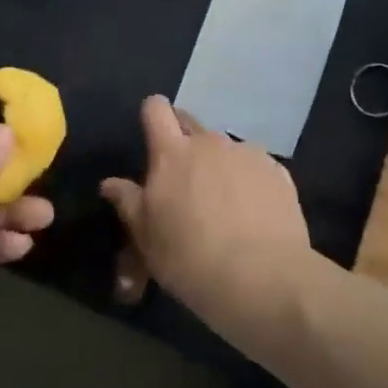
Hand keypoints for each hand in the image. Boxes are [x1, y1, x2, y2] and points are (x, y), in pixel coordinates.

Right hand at [100, 95, 310, 323]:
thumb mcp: (147, 239)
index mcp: (172, 154)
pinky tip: (253, 214)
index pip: (156, 109)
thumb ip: (128, 203)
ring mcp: (247, 153)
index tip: (153, 135)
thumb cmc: (190, 260)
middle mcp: (210, 142)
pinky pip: (255, 166)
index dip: (153, 115)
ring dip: (218, 164)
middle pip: (191, 122)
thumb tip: (110, 183)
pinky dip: (249, 181)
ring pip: (225, 147)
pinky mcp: (277, 171)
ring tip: (223, 204)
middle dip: (184, 140)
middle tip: (184, 179)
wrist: (262, 278)